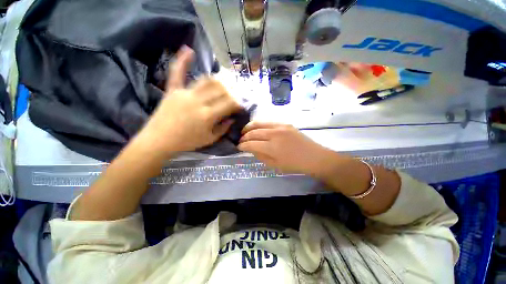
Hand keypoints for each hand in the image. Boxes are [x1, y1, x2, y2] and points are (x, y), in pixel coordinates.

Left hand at [141, 46, 240, 153]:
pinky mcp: (173, 90)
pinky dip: (183, 61)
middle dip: (230, 93)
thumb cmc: (187, 142)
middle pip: (220, 89)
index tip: (240, 106)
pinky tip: (189, 50)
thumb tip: (233, 118)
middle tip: (232, 98)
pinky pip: (177, 73)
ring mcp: (184, 93)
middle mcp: (198, 101)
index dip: (238, 103)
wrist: (159, 140)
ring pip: (206, 80)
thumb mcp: (210, 139)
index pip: (229, 103)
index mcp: (208, 115)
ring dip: (218, 82)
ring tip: (222, 86)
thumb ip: (224, 128)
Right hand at [238, 122, 333, 176]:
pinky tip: (258, 128)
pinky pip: (268, 122)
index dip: (243, 145)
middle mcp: (274, 134)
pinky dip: (260, 125)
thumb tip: (251, 149)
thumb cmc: (294, 165)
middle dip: (244, 136)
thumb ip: (260, 156)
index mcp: (272, 147)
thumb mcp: (275, 165)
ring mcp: (280, 126)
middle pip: (254, 132)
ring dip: (250, 127)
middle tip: (241, 139)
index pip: (251, 144)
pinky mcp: (285, 123)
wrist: (313, 157)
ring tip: (245, 131)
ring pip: (259, 123)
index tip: (239, 146)